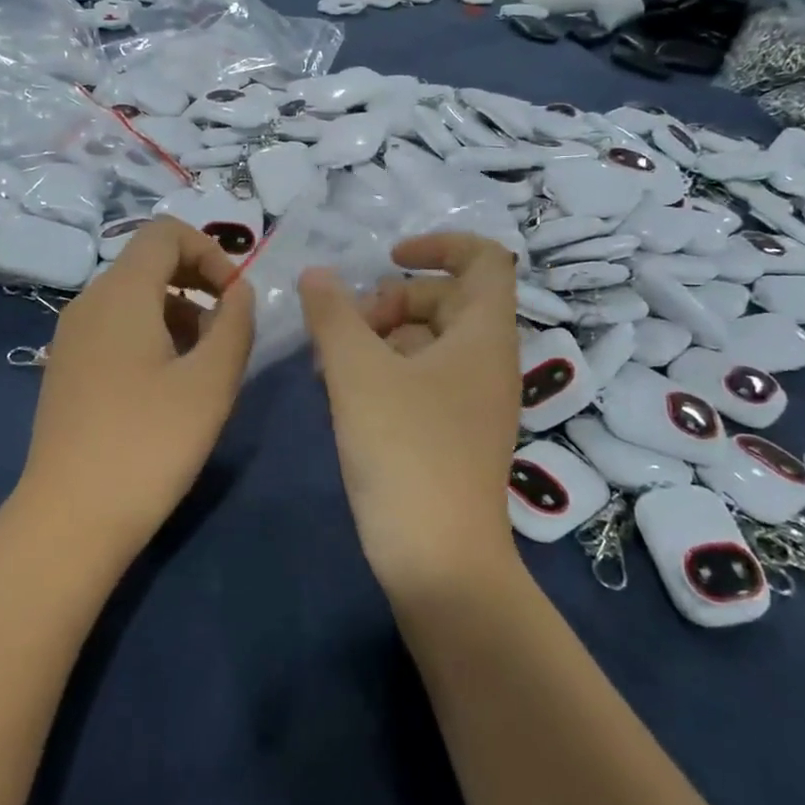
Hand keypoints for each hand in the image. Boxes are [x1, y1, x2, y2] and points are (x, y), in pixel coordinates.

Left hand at [16, 219, 253, 551]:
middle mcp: (89, 303)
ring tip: (204, 366)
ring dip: (178, 313)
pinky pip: (116, 328)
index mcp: (121, 293)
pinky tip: (168, 386)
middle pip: (148, 262)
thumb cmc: (150, 443)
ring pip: (134, 298)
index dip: (210, 251)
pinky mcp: (67, 368)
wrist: (70, 518)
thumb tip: (238, 292)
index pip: (165, 233)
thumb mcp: (211, 381)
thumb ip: (235, 323)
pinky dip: (151, 335)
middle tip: (227, 330)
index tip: (234, 297)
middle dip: (197, 283)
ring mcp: (72, 337)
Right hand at [300, 234, 522, 593]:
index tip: (388, 258)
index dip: (438, 244)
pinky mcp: (454, 432)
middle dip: (391, 300)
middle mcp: (487, 361)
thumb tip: (317, 275)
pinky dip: (386, 371)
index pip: (484, 259)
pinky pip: (423, 378)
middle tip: (345, 327)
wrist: (438, 559)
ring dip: (379, 337)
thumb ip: (334, 314)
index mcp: (484, 335)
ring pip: (428, 341)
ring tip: (329, 362)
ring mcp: (473, 400)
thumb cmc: (404, 451)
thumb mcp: (358, 373)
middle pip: (445, 299)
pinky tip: (343, 392)